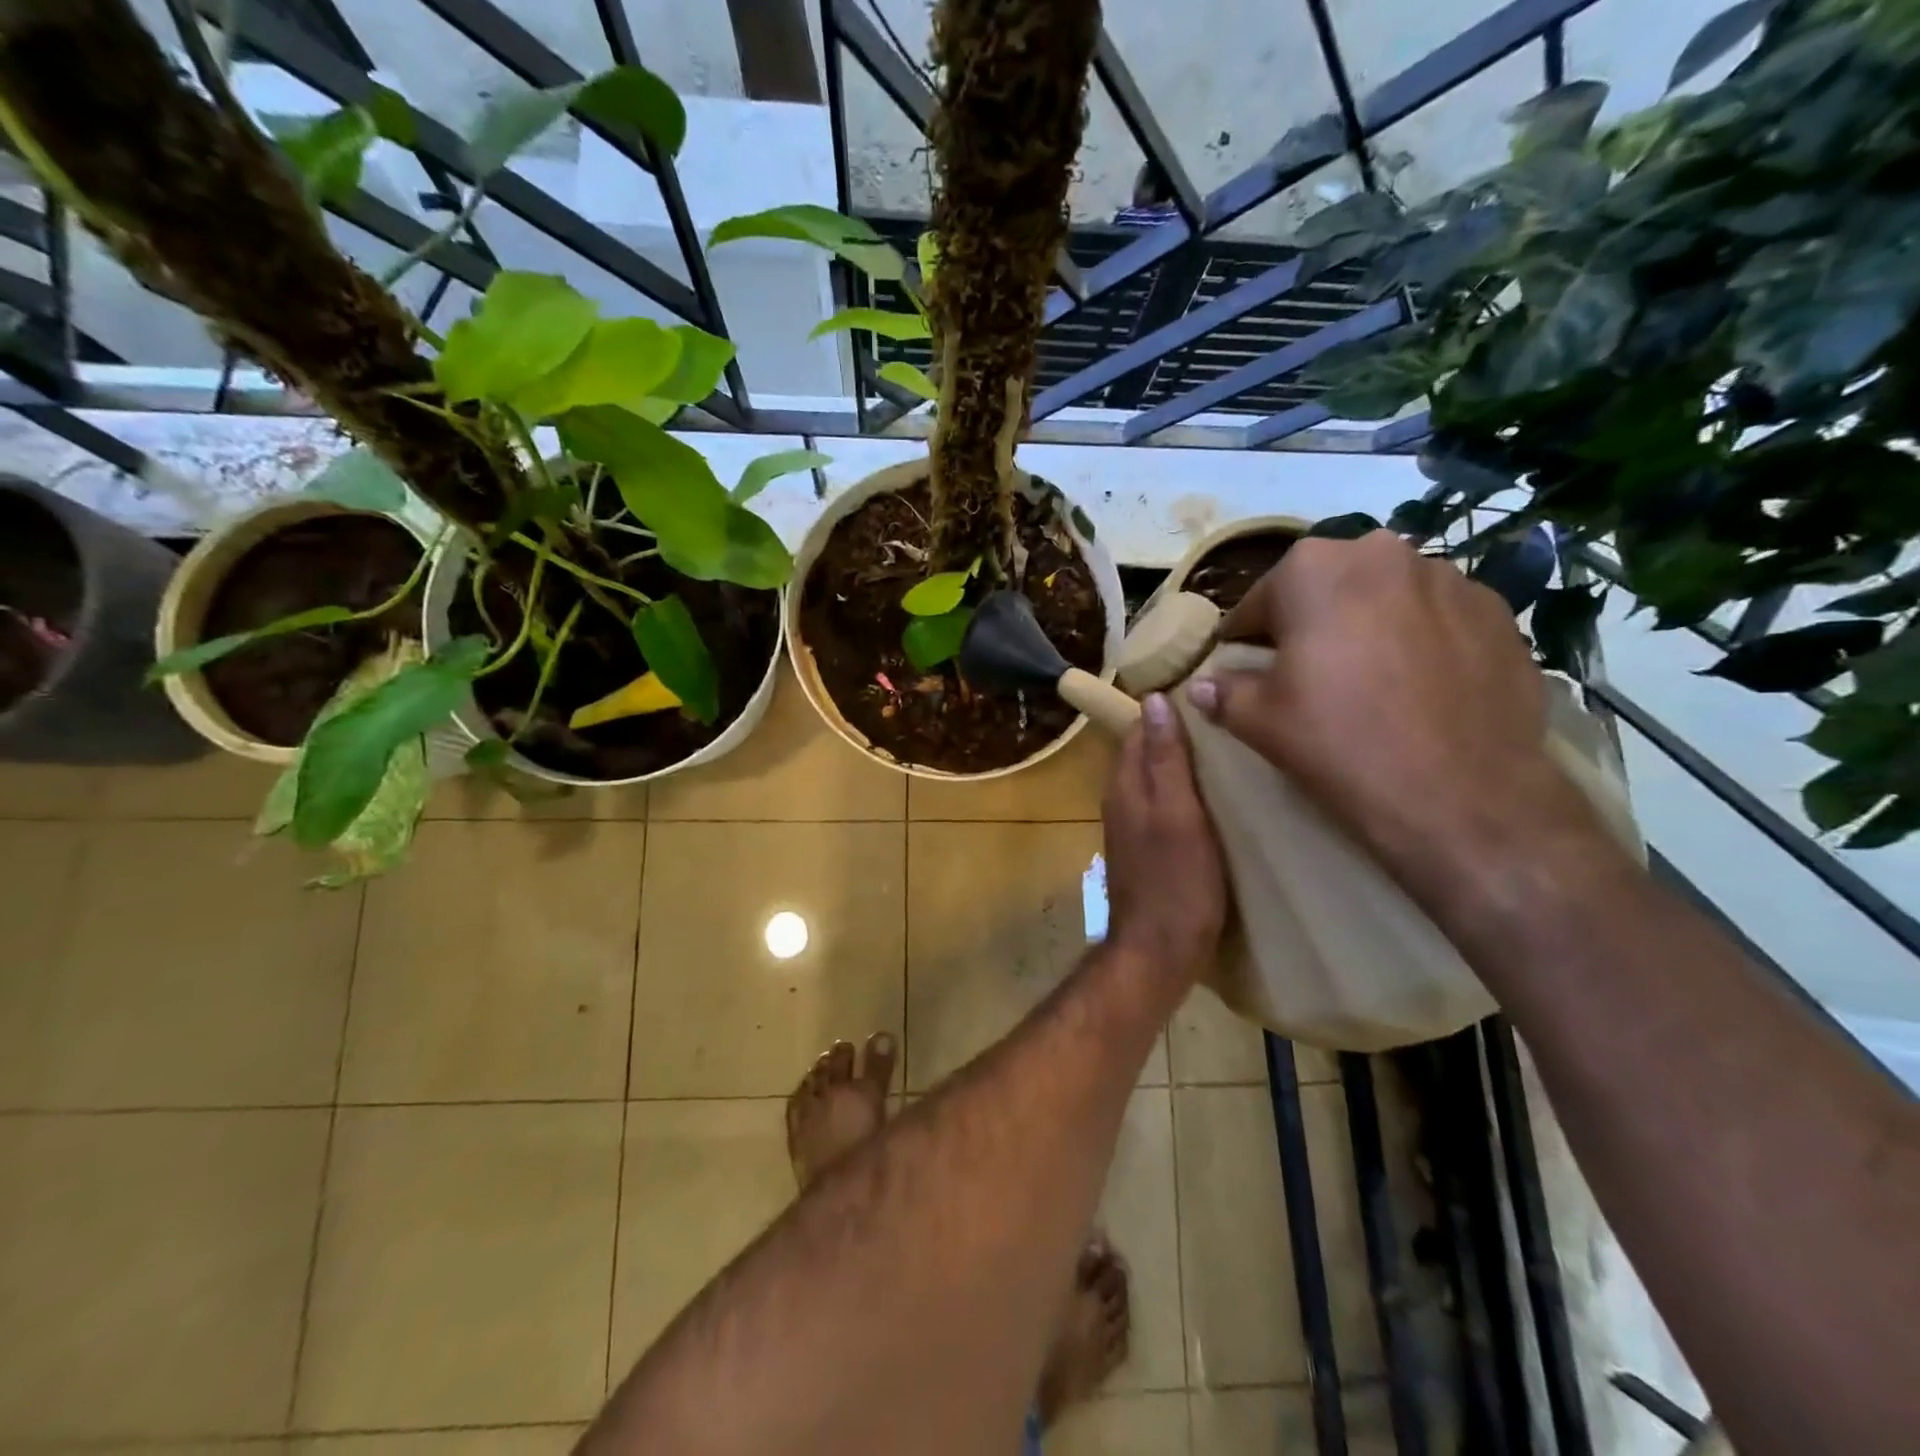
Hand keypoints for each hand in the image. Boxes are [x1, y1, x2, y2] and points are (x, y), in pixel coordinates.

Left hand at [1102, 693, 1226, 980]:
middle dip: (1175, 733)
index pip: (1137, 729)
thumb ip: (1165, 760)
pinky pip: (1162, 805)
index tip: (1204, 692)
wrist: (1159, 950)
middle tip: (1223, 718)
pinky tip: (1214, 797)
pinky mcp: (1147, 849)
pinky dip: (1184, 793)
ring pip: (1154, 779)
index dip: (1165, 708)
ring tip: (1226, 750)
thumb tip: (1154, 700)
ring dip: (1181, 763)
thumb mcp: (1178, 814)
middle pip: (1144, 752)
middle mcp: (1121, 800)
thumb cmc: (1176, 881)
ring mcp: (1132, 826)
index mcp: (1124, 785)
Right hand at [1186, 531, 1602, 898]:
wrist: (1462, 796)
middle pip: (1325, 588)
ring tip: (1366, 680)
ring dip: (1366, 626)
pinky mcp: (1498, 614)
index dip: (1244, 639)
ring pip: (1384, 598)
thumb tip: (1201, 686)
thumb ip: (1224, 693)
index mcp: (1313, 569)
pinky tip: (1415, 689)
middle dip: (1308, 622)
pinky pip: (1436, 619)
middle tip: (1303, 672)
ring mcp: (1450, 579)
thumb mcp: (1259, 721)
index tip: (1241, 667)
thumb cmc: (1339, 743)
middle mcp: (1382, 554)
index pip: (1258, 601)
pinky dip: (1418, 642)